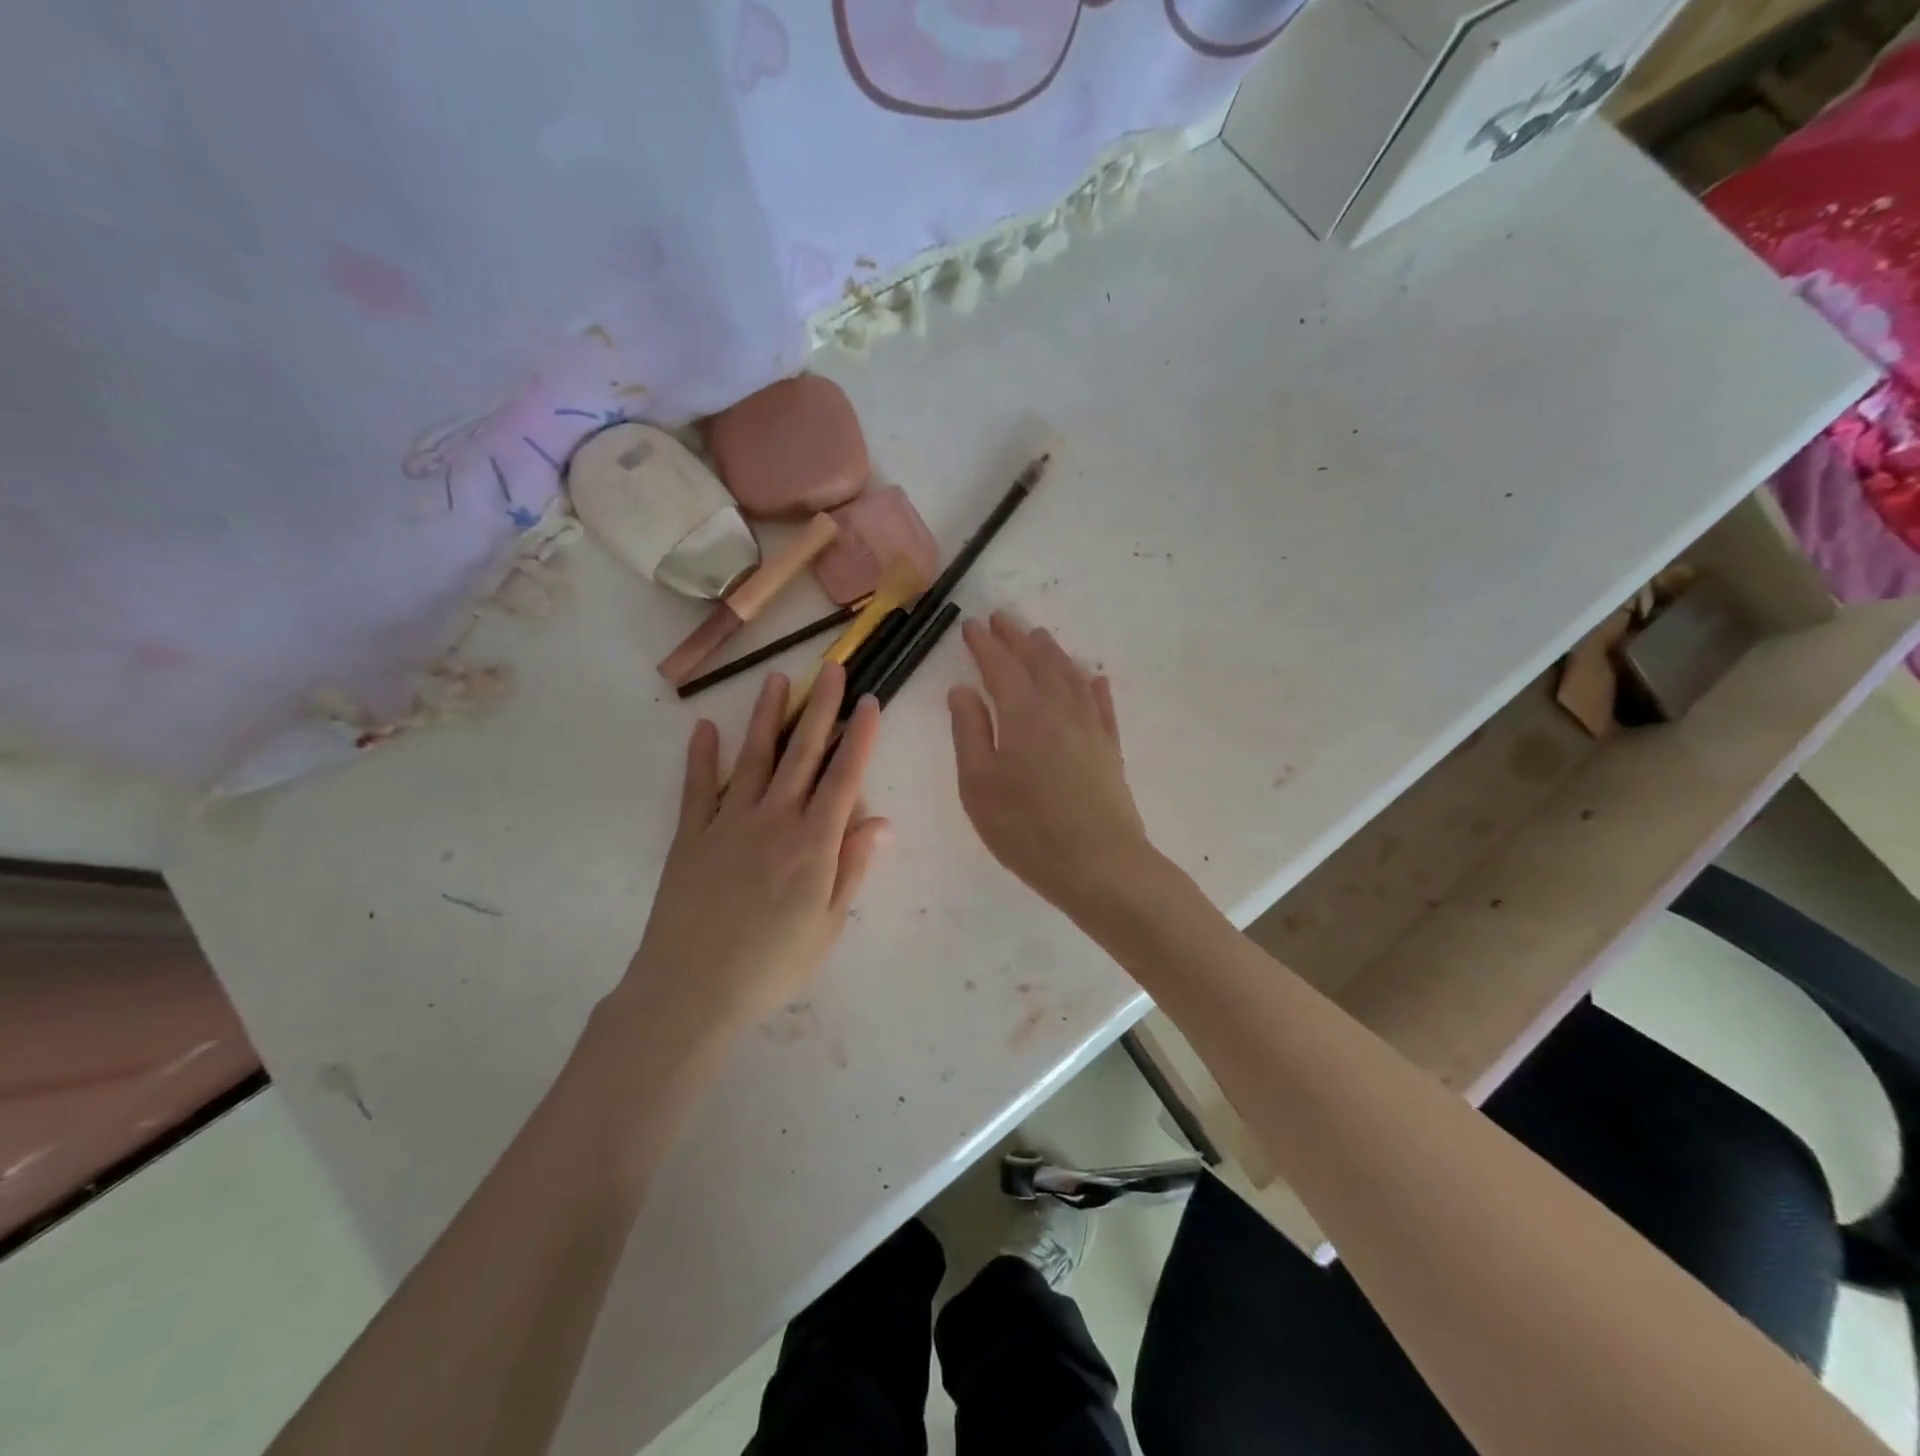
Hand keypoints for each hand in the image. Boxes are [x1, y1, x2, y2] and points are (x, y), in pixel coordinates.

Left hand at [620, 663, 889, 1044]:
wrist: (691, 992)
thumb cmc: (772, 966)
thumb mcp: (827, 925)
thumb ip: (852, 868)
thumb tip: (882, 821)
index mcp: (813, 845)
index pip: (844, 778)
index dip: (860, 738)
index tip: (870, 702)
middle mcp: (774, 821)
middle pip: (802, 755)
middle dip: (821, 709)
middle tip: (831, 668)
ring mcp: (728, 824)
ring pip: (754, 759)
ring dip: (768, 717)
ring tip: (778, 680)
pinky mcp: (691, 836)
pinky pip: (697, 788)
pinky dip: (701, 756)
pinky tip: (705, 727)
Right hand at [948, 612, 1152, 920]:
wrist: (1100, 865)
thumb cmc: (1027, 829)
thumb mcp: (979, 785)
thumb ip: (969, 732)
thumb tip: (963, 690)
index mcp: (1023, 713)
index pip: (1000, 667)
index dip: (984, 645)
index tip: (972, 625)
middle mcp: (1060, 709)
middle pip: (1037, 663)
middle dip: (1016, 638)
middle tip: (1002, 618)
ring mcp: (1091, 727)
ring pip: (1070, 676)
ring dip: (1052, 653)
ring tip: (1039, 637)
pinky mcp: (1110, 749)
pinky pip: (1102, 705)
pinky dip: (1094, 686)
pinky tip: (1094, 678)